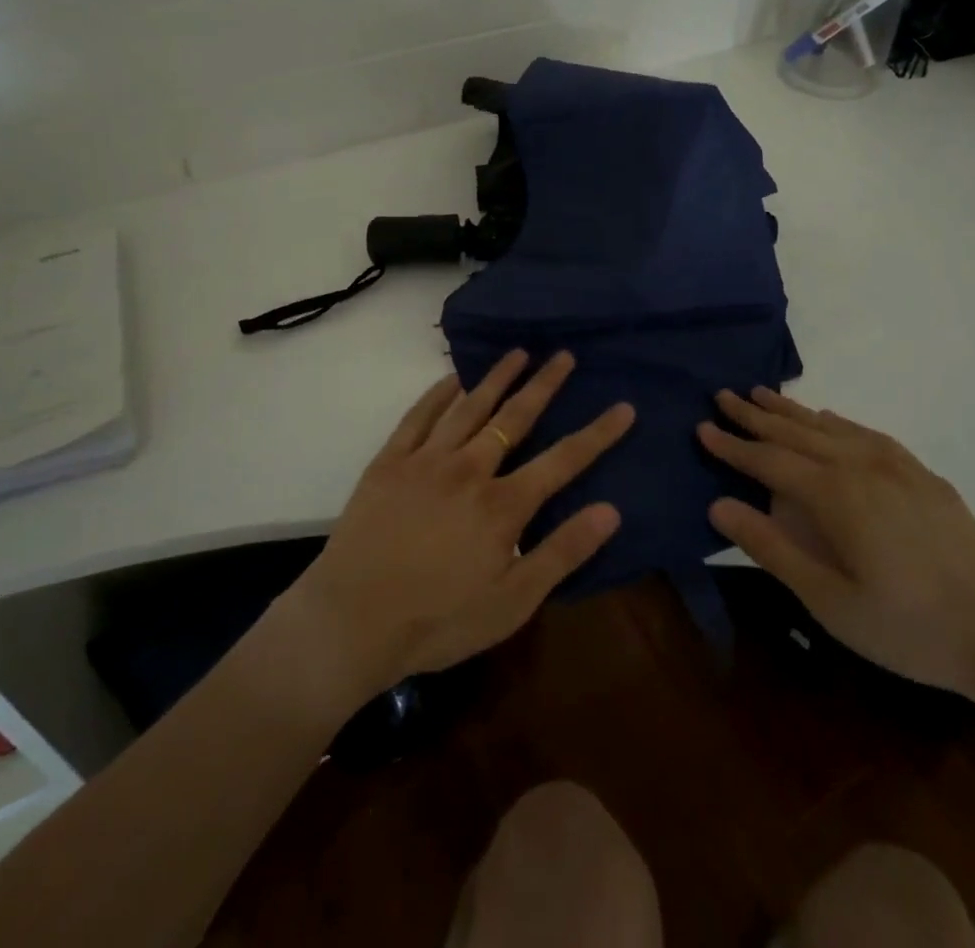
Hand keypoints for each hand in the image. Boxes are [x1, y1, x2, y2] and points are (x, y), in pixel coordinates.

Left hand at [288, 350, 631, 696]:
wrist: (351, 621)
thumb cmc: (438, 621)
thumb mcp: (512, 602)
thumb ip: (562, 553)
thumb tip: (611, 511)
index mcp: (503, 505)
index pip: (563, 460)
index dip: (597, 433)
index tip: (623, 406)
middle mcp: (470, 469)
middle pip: (516, 418)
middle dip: (544, 385)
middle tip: (564, 356)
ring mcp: (427, 460)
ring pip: (470, 407)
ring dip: (497, 378)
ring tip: (519, 353)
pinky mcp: (390, 461)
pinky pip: (419, 416)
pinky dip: (439, 393)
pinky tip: (453, 378)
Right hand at [699, 388, 974, 701]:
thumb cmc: (909, 628)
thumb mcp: (828, 601)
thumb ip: (771, 548)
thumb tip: (718, 505)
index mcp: (836, 495)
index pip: (769, 460)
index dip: (732, 445)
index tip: (702, 426)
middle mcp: (862, 466)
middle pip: (797, 432)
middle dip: (756, 415)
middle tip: (723, 394)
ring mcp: (898, 467)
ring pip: (831, 427)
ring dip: (793, 410)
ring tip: (762, 394)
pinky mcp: (924, 477)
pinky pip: (867, 435)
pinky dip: (838, 422)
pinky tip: (829, 419)